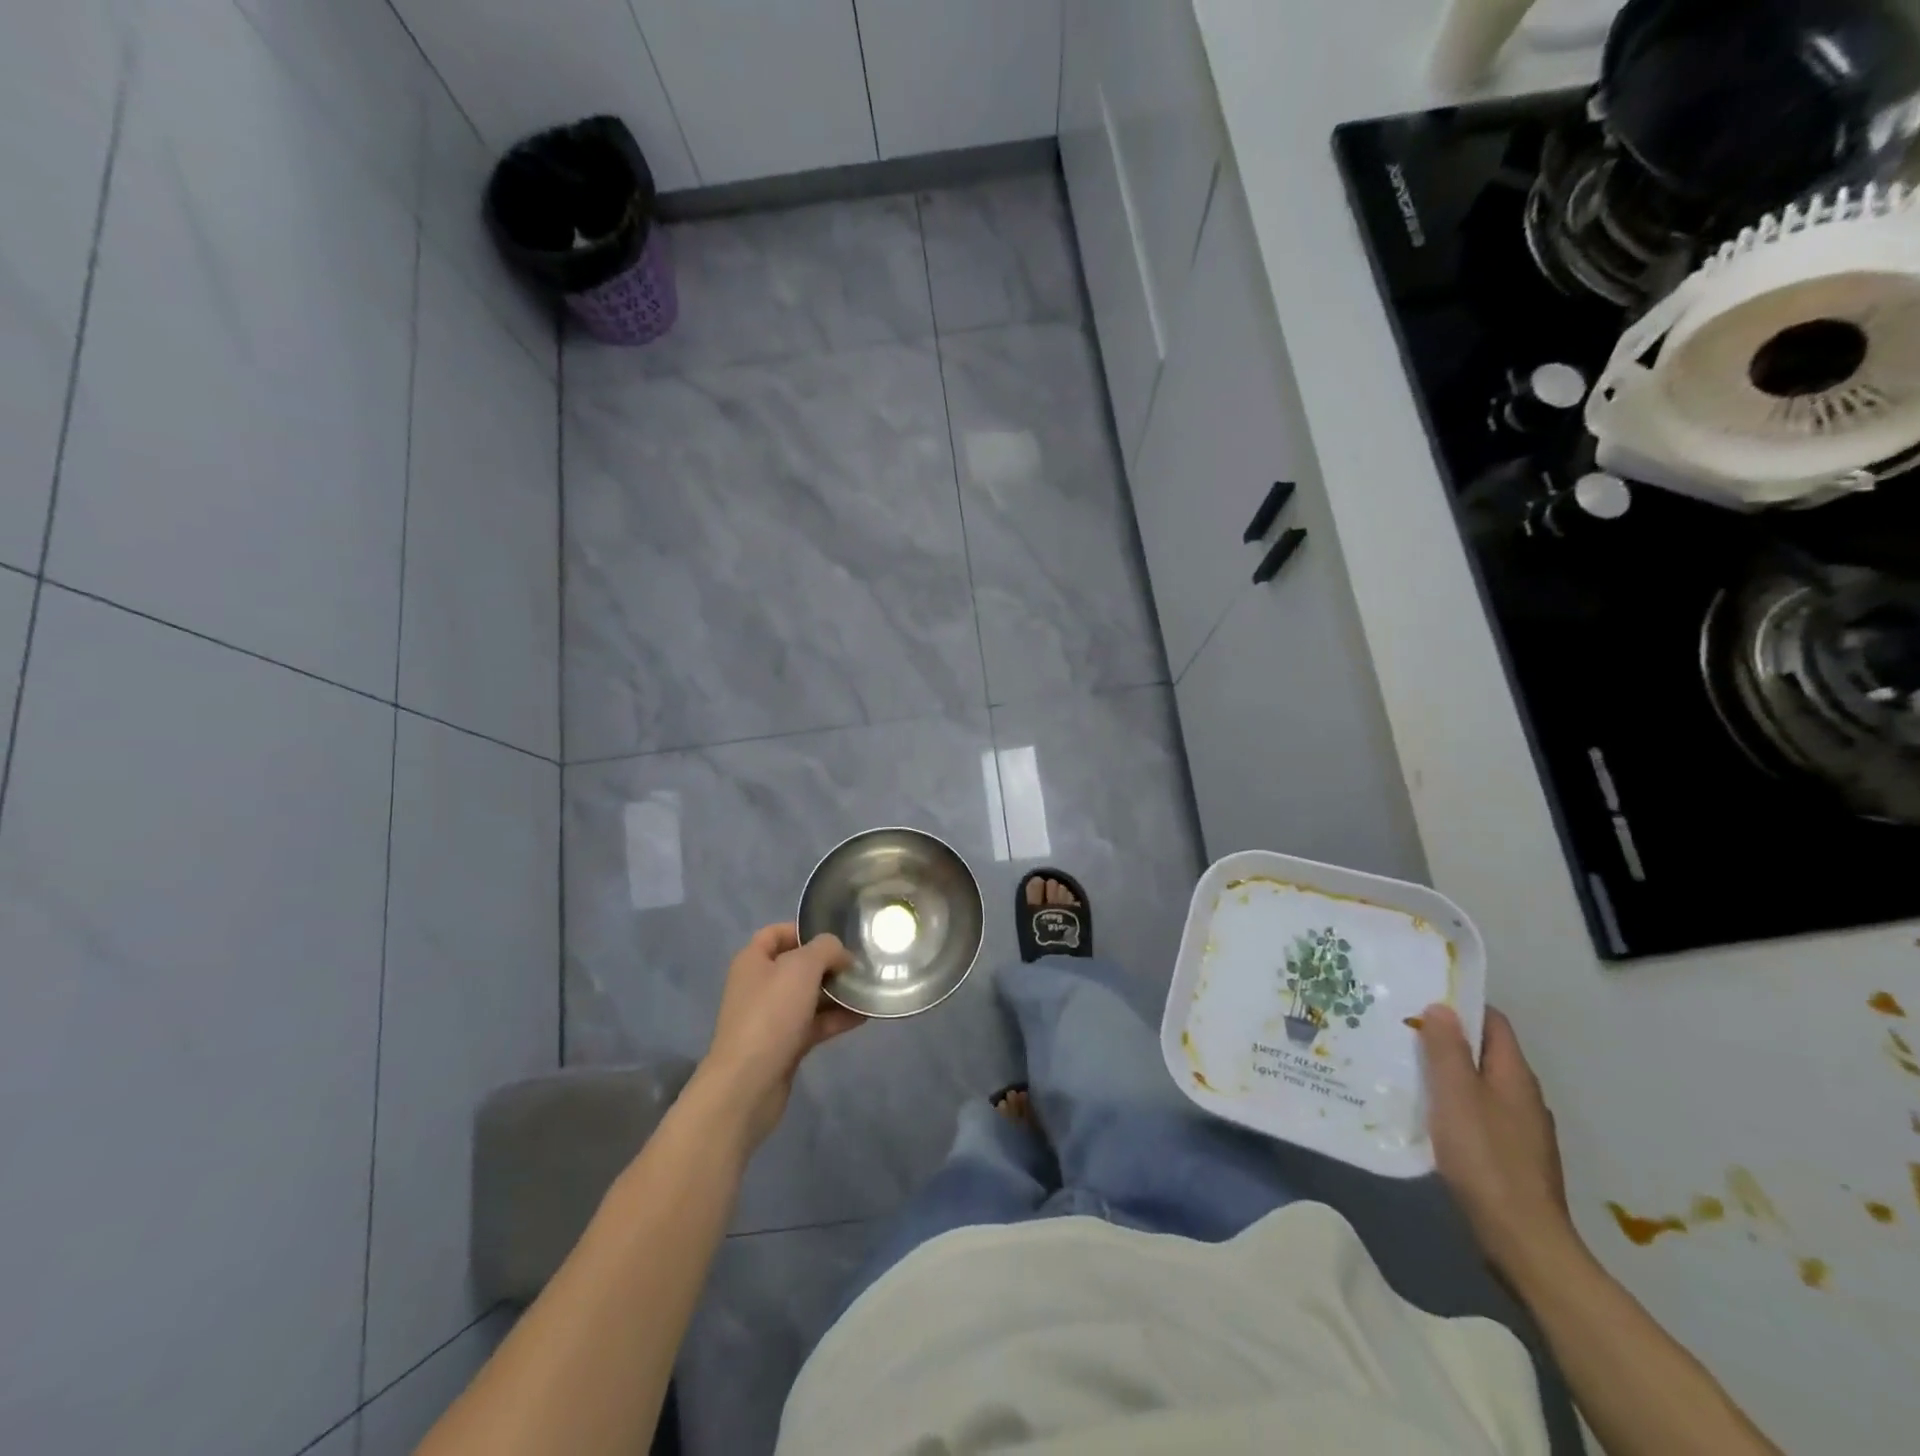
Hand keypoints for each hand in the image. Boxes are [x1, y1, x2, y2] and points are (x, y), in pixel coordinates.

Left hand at [695, 924, 863, 1148]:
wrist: (748, 1084)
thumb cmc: (771, 1014)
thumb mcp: (802, 967)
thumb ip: (826, 949)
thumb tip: (840, 954)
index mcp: (753, 961)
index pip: (777, 933)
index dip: (804, 930)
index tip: (836, 937)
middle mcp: (759, 985)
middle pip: (797, 965)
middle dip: (828, 964)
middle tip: (860, 964)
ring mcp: (771, 1017)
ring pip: (808, 996)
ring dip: (836, 992)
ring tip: (868, 988)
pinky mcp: (784, 1045)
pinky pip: (814, 1024)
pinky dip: (836, 1018)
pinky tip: (863, 1015)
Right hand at [1417, 1004, 1578, 1281]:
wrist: (1522, 1241)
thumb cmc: (1485, 1158)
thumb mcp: (1456, 1095)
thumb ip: (1447, 1049)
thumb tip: (1442, 1007)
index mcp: (1515, 1075)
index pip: (1493, 1022)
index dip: (1461, 1006)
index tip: (1420, 999)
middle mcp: (1523, 1096)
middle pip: (1485, 1052)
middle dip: (1447, 1039)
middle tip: (1401, 1031)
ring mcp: (1520, 1129)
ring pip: (1479, 1084)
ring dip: (1447, 1073)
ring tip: (1404, 1067)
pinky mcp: (1509, 1156)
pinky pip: (1478, 1113)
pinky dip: (1452, 1104)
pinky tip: (1426, 1114)